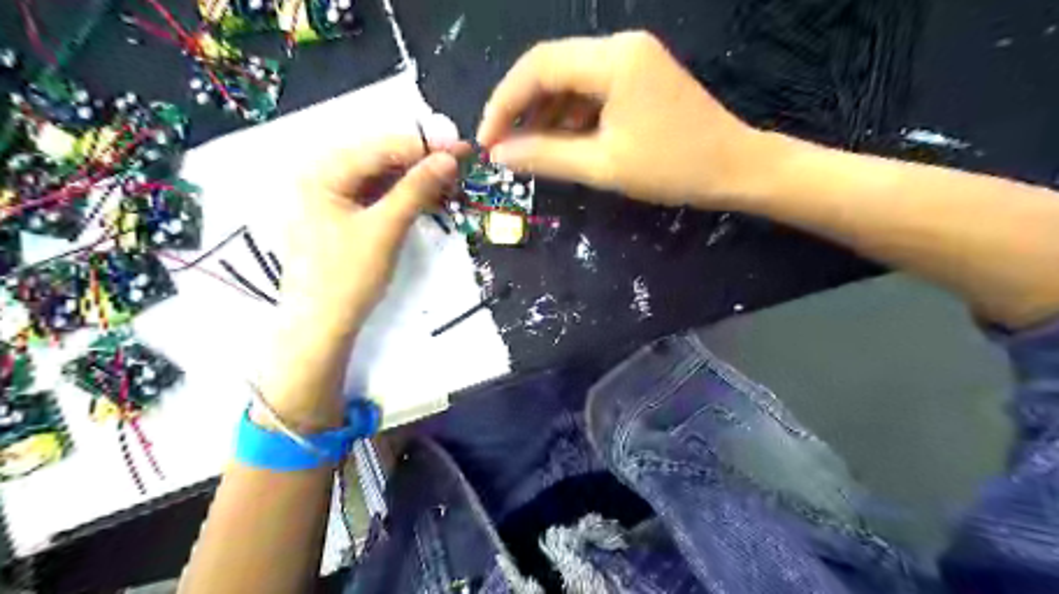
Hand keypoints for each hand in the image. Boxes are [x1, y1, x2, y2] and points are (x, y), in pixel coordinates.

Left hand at [259, 137, 459, 428]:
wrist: (322, 327)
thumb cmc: (347, 277)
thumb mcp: (385, 229)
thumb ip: (416, 189)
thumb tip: (449, 158)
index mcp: (321, 172)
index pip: (381, 147)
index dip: (424, 146)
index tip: (463, 148)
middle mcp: (323, 177)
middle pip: (380, 160)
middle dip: (422, 163)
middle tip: (461, 168)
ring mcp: (332, 199)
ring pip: (382, 179)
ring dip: (417, 182)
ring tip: (452, 186)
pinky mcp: (343, 218)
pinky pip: (378, 198)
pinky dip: (404, 199)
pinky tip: (430, 201)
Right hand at [481, 32, 769, 208]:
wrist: (735, 168)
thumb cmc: (672, 168)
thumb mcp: (603, 165)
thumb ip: (546, 156)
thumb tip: (499, 154)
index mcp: (613, 60)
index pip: (538, 67)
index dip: (504, 103)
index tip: (487, 140)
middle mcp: (620, 45)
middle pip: (551, 67)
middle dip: (521, 107)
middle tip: (503, 145)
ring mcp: (632, 58)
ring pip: (570, 78)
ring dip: (545, 112)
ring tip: (530, 149)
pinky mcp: (639, 75)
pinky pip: (592, 88)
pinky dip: (570, 114)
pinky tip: (562, 141)